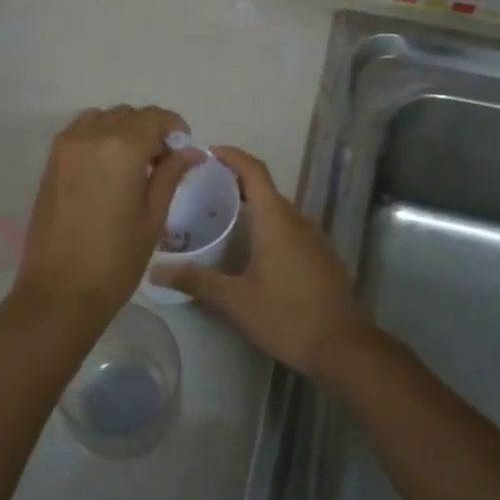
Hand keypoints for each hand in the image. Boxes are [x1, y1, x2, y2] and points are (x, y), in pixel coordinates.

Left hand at [14, 106, 202, 329]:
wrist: (59, 291)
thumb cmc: (115, 260)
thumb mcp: (153, 217)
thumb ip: (170, 175)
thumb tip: (190, 151)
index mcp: (121, 148)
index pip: (154, 117)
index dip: (174, 127)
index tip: (183, 149)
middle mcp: (91, 137)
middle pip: (127, 114)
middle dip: (149, 129)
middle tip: (162, 161)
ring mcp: (65, 148)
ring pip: (101, 119)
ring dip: (121, 130)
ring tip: (133, 164)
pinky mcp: (50, 163)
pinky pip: (80, 133)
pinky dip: (98, 138)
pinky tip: (108, 170)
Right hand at [152, 147, 378, 381]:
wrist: (343, 347)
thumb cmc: (287, 316)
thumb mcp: (236, 300)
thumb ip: (196, 281)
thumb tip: (156, 271)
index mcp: (276, 219)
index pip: (253, 170)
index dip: (231, 156)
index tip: (205, 152)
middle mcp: (297, 219)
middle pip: (264, 188)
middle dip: (234, 182)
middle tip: (200, 190)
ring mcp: (314, 237)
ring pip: (278, 209)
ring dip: (251, 205)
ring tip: (219, 216)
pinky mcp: (321, 255)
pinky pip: (289, 227)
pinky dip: (267, 225)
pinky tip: (249, 247)